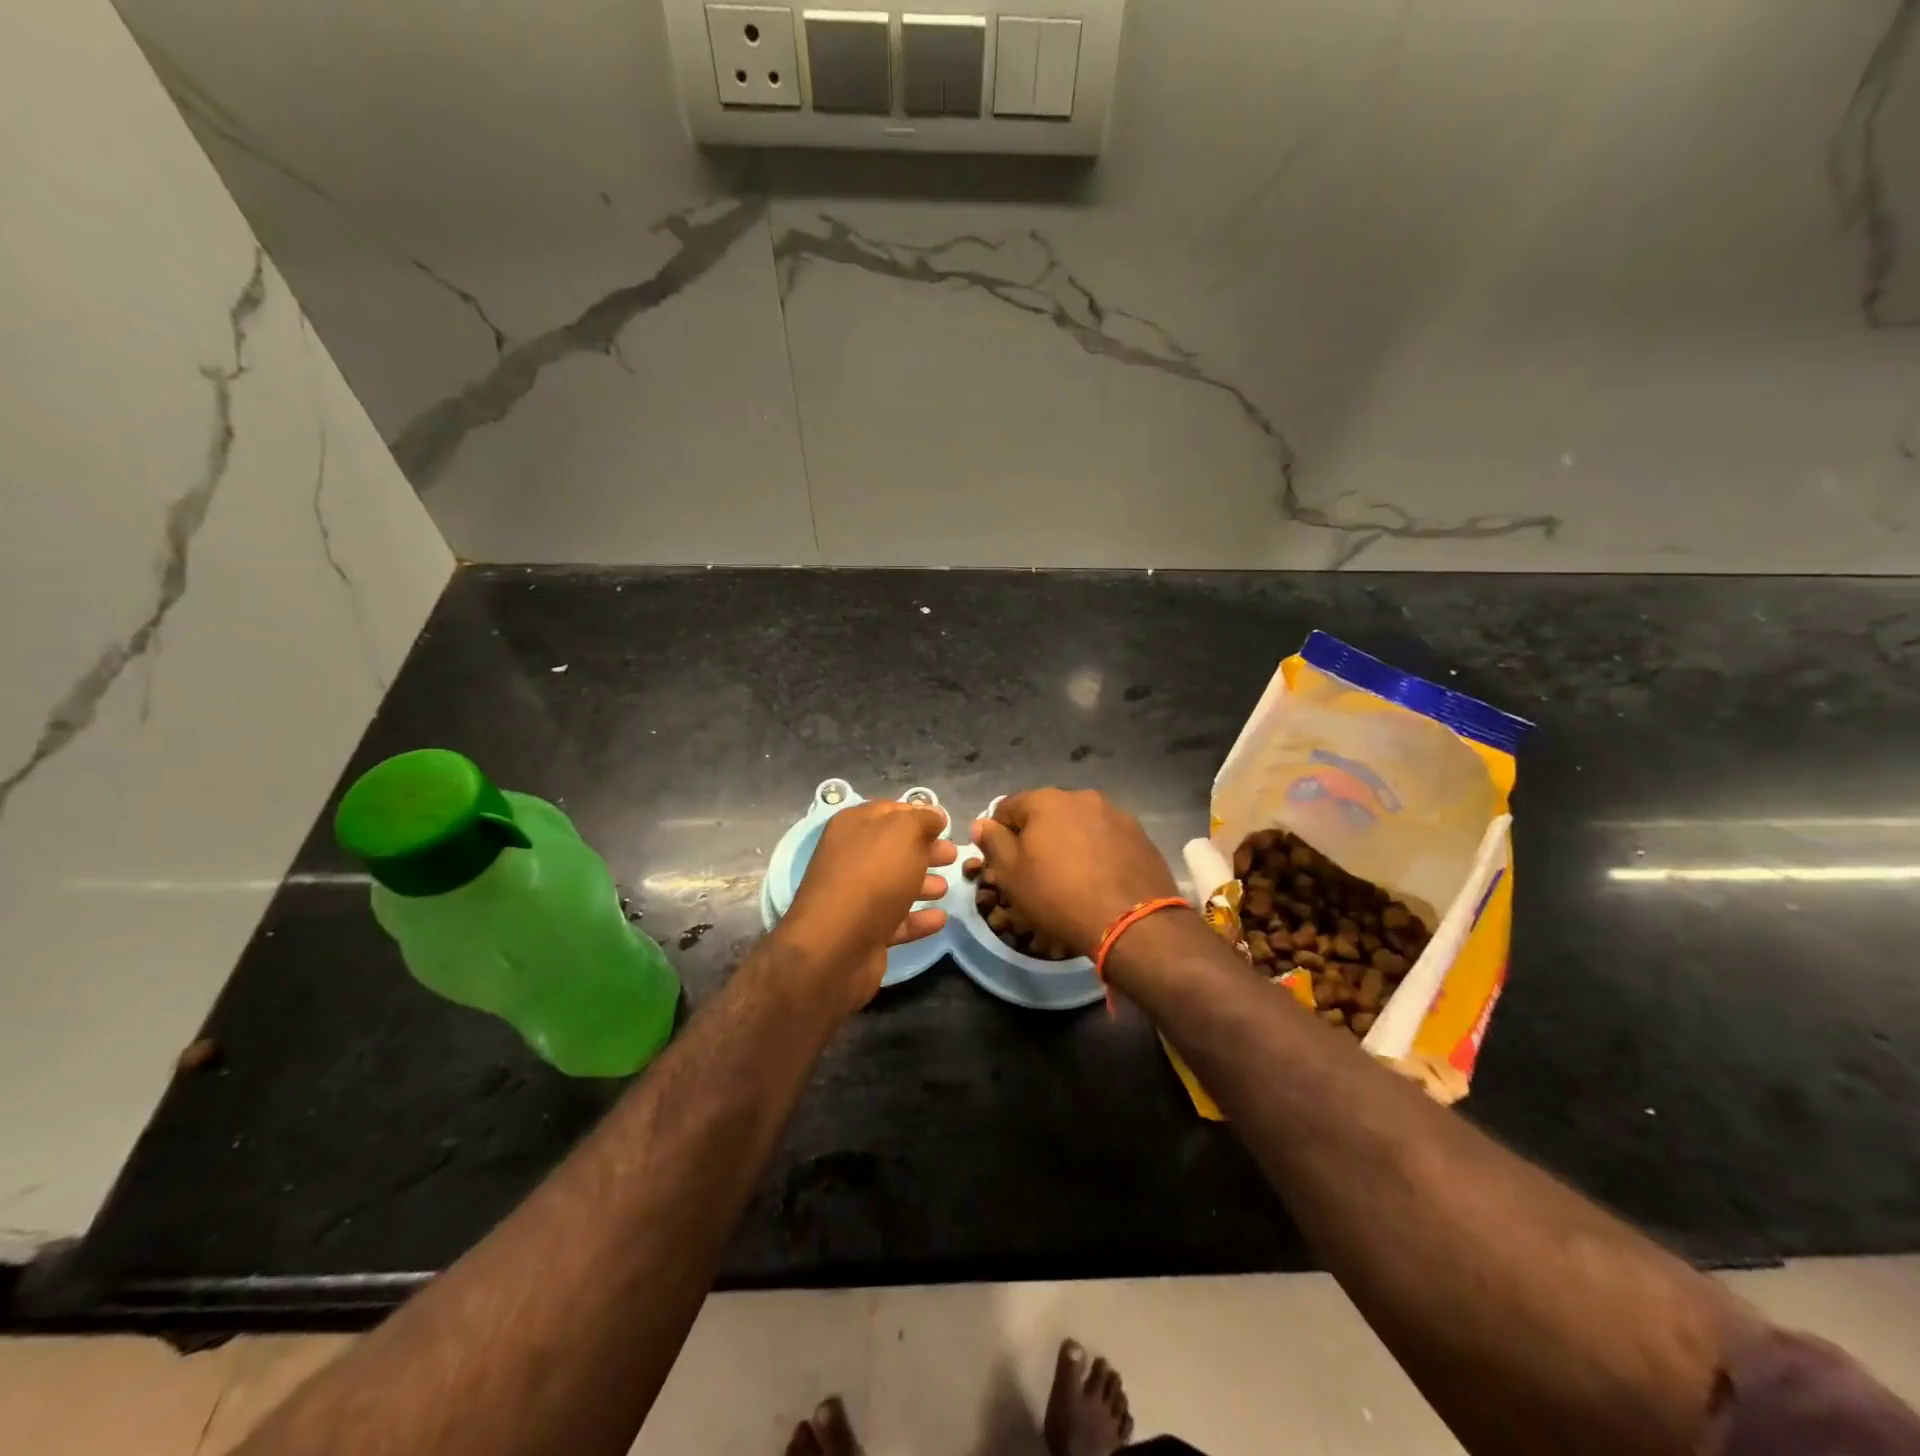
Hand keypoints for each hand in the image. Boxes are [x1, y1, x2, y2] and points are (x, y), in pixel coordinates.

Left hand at [777, 800, 956, 1014]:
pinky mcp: (864, 932)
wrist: (835, 946)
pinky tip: (941, 918)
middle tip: (953, 854)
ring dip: (922, 883)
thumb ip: (922, 820)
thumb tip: (934, 814)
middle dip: (925, 850)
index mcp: (853, 827)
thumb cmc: (872, 877)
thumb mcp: (903, 834)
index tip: (945, 823)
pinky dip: (918, 918)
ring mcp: (856, 897)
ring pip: (896, 884)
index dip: (918, 814)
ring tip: (947, 887)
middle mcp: (850, 858)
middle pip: (895, 848)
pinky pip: (897, 920)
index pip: (889, 811)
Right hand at [969, 789, 1179, 958]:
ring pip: (1078, 824)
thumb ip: (993, 843)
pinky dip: (1096, 851)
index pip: (1007, 807)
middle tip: (1036, 871)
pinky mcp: (1139, 834)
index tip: (1002, 862)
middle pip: (1046, 812)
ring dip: (1069, 841)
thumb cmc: (1059, 896)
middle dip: (1037, 835)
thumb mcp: (1012, 875)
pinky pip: (1105, 837)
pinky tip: (1098, 878)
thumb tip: (983, 823)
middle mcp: (1081, 797)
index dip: (999, 833)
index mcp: (1045, 800)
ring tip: (1071, 876)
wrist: (1131, 922)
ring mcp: (1115, 813)